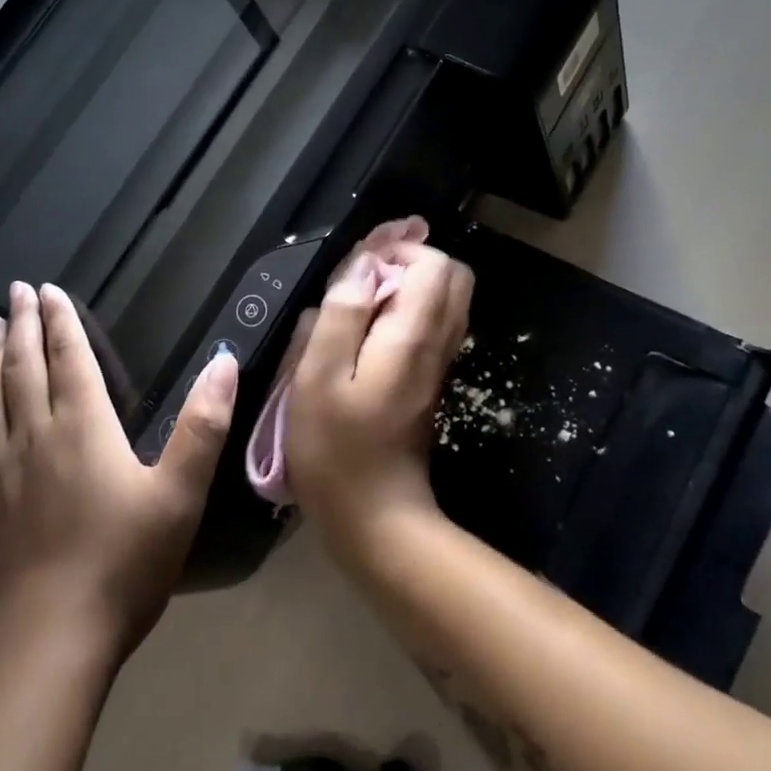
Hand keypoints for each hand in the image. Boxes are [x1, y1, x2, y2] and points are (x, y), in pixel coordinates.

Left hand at [0, 281, 236, 659]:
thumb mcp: (180, 494)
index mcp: (83, 428)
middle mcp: (33, 437)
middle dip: (21, 325)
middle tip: (15, 291)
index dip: (60, 321)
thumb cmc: (122, 565)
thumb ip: (203, 425)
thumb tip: (223, 360)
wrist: (45, 648)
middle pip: (23, 367)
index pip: (69, 358)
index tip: (48, 289)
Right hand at [285, 240, 473, 546]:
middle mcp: (438, 342)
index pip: (433, 262)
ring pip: (444, 299)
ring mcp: (438, 363)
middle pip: (450, 275)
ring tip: (359, 300)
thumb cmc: (336, 450)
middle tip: (362, 278)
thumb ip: (342, 314)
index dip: (397, 250)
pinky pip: (432, 324)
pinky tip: (366, 331)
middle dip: (408, 261)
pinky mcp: (428, 380)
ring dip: (407, 285)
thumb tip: (362, 264)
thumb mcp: (319, 378)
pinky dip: (407, 310)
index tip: (357, 266)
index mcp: (413, 335)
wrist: (375, 519)